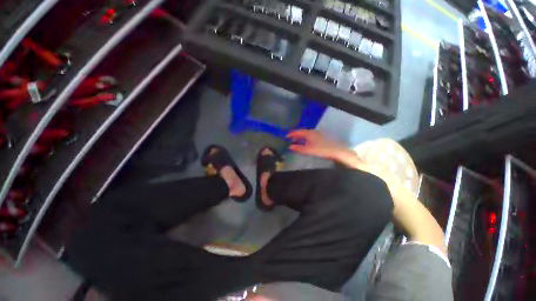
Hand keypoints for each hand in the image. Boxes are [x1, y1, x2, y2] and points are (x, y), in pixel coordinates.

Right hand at [286, 130, 346, 159]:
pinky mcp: (321, 136)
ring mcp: (317, 133)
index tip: (286, 136)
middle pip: (302, 132)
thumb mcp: (308, 150)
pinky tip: (306, 142)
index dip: (291, 134)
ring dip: (300, 137)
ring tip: (297, 141)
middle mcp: (312, 131)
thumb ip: (298, 148)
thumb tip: (290, 147)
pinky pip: (310, 135)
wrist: (335, 150)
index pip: (297, 132)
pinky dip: (305, 138)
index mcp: (308, 133)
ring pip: (306, 134)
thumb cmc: (321, 150)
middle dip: (295, 135)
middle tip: (290, 139)